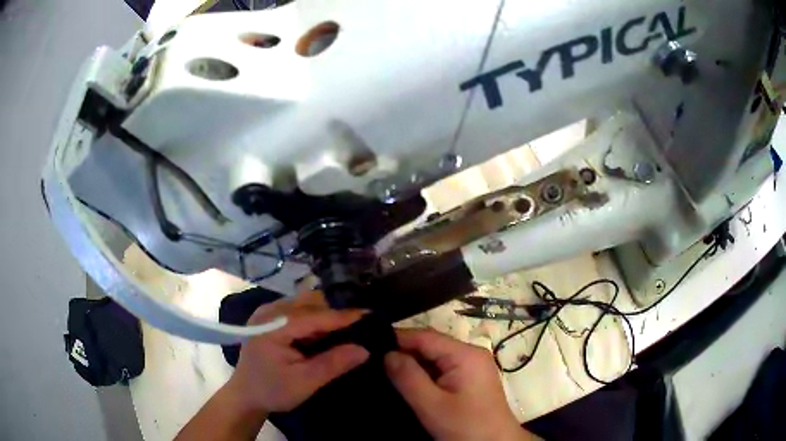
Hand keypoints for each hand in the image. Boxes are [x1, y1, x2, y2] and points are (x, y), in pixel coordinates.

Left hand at [226, 302, 369, 415]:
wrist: (246, 395)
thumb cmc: (273, 391)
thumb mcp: (305, 382)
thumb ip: (333, 364)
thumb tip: (365, 349)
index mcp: (274, 326)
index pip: (315, 315)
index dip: (345, 316)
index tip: (372, 315)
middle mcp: (270, 311)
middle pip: (310, 303)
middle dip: (337, 311)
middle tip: (364, 323)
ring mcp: (268, 312)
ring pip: (306, 304)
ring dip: (328, 314)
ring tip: (351, 326)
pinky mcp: (271, 318)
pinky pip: (299, 311)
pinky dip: (317, 318)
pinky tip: (329, 330)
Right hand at [384, 329, 534, 440]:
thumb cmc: (465, 426)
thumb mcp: (432, 405)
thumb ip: (408, 377)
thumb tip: (387, 353)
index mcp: (465, 354)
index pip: (425, 336)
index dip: (397, 338)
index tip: (369, 345)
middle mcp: (471, 354)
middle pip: (431, 345)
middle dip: (403, 353)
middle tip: (373, 362)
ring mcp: (473, 367)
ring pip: (435, 358)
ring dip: (413, 365)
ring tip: (385, 372)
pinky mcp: (471, 380)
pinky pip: (443, 369)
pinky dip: (425, 375)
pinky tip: (408, 383)